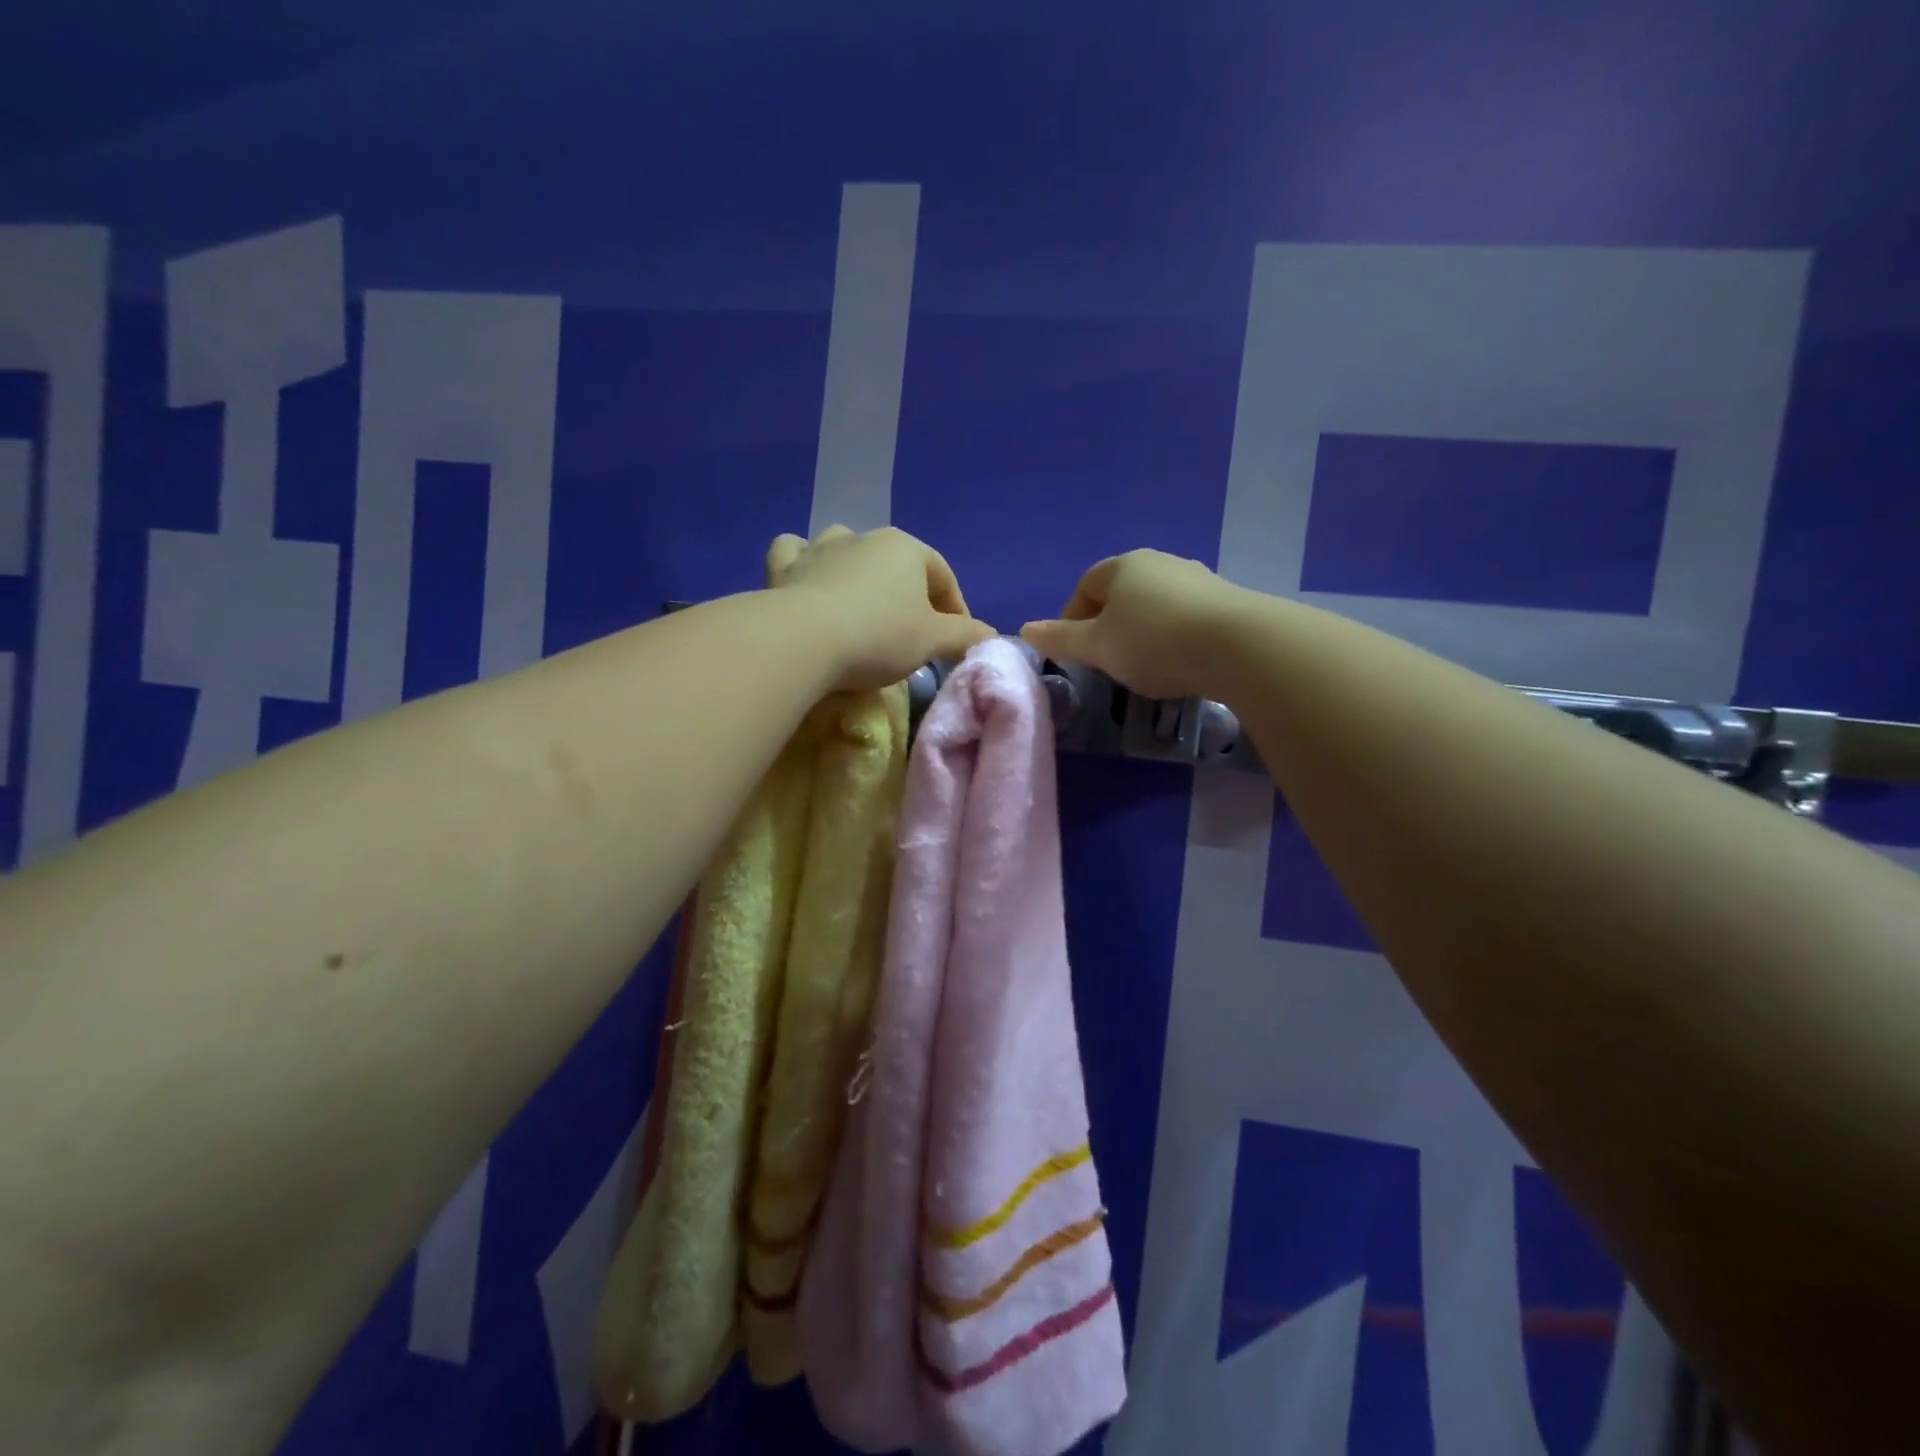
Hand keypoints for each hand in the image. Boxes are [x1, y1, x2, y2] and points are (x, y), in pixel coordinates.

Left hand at [766, 526, 996, 691]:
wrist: (802, 641)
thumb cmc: (878, 636)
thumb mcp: (932, 641)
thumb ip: (965, 635)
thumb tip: (990, 635)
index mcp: (906, 548)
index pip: (943, 577)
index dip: (956, 611)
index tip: (956, 642)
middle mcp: (863, 537)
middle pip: (897, 567)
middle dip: (909, 597)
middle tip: (912, 636)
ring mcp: (819, 548)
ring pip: (846, 551)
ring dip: (858, 573)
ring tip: (862, 608)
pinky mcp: (784, 567)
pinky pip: (796, 553)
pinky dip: (804, 564)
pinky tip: (808, 580)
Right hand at [1021, 549, 1245, 699]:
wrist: (1239, 646)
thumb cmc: (1153, 642)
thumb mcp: (1098, 647)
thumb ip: (1060, 639)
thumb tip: (1025, 629)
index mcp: (1123, 566)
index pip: (1085, 586)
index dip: (1073, 618)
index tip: (1076, 652)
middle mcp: (1160, 563)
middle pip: (1121, 594)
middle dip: (1109, 626)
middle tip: (1108, 661)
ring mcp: (1197, 578)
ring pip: (1155, 605)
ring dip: (1143, 632)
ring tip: (1146, 666)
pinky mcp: (1226, 600)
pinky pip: (1186, 617)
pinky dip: (1175, 637)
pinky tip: (1181, 663)